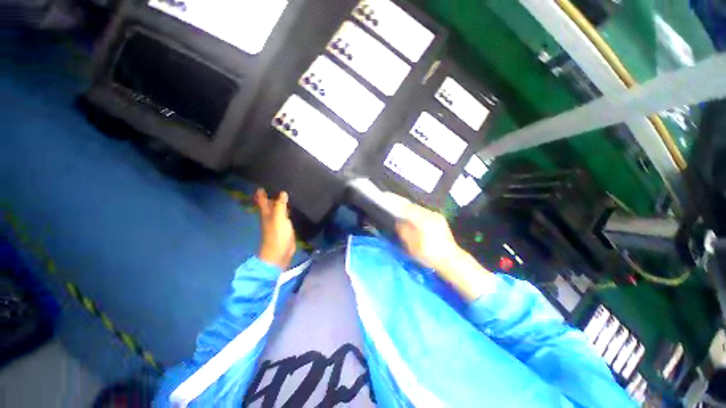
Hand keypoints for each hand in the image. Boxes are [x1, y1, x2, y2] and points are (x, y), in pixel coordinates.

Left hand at [255, 189, 295, 269]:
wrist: (279, 253)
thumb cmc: (277, 235)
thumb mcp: (279, 218)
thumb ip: (280, 205)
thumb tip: (282, 192)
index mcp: (267, 213)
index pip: (262, 200)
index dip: (261, 193)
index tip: (262, 184)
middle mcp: (270, 216)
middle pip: (269, 204)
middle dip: (270, 196)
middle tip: (275, 185)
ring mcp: (277, 223)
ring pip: (277, 209)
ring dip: (278, 203)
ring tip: (285, 193)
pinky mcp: (284, 228)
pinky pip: (284, 216)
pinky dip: (285, 210)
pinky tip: (290, 208)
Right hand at [394, 195, 489, 300]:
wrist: (452, 261)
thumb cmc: (430, 255)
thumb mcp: (412, 246)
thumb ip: (403, 230)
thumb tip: (397, 220)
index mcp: (423, 219)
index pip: (405, 206)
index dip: (394, 201)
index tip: (385, 196)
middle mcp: (430, 214)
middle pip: (411, 205)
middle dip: (399, 202)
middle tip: (388, 200)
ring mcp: (435, 216)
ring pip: (417, 208)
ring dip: (407, 207)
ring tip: (397, 208)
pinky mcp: (439, 219)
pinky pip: (423, 212)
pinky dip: (414, 212)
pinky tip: (410, 216)